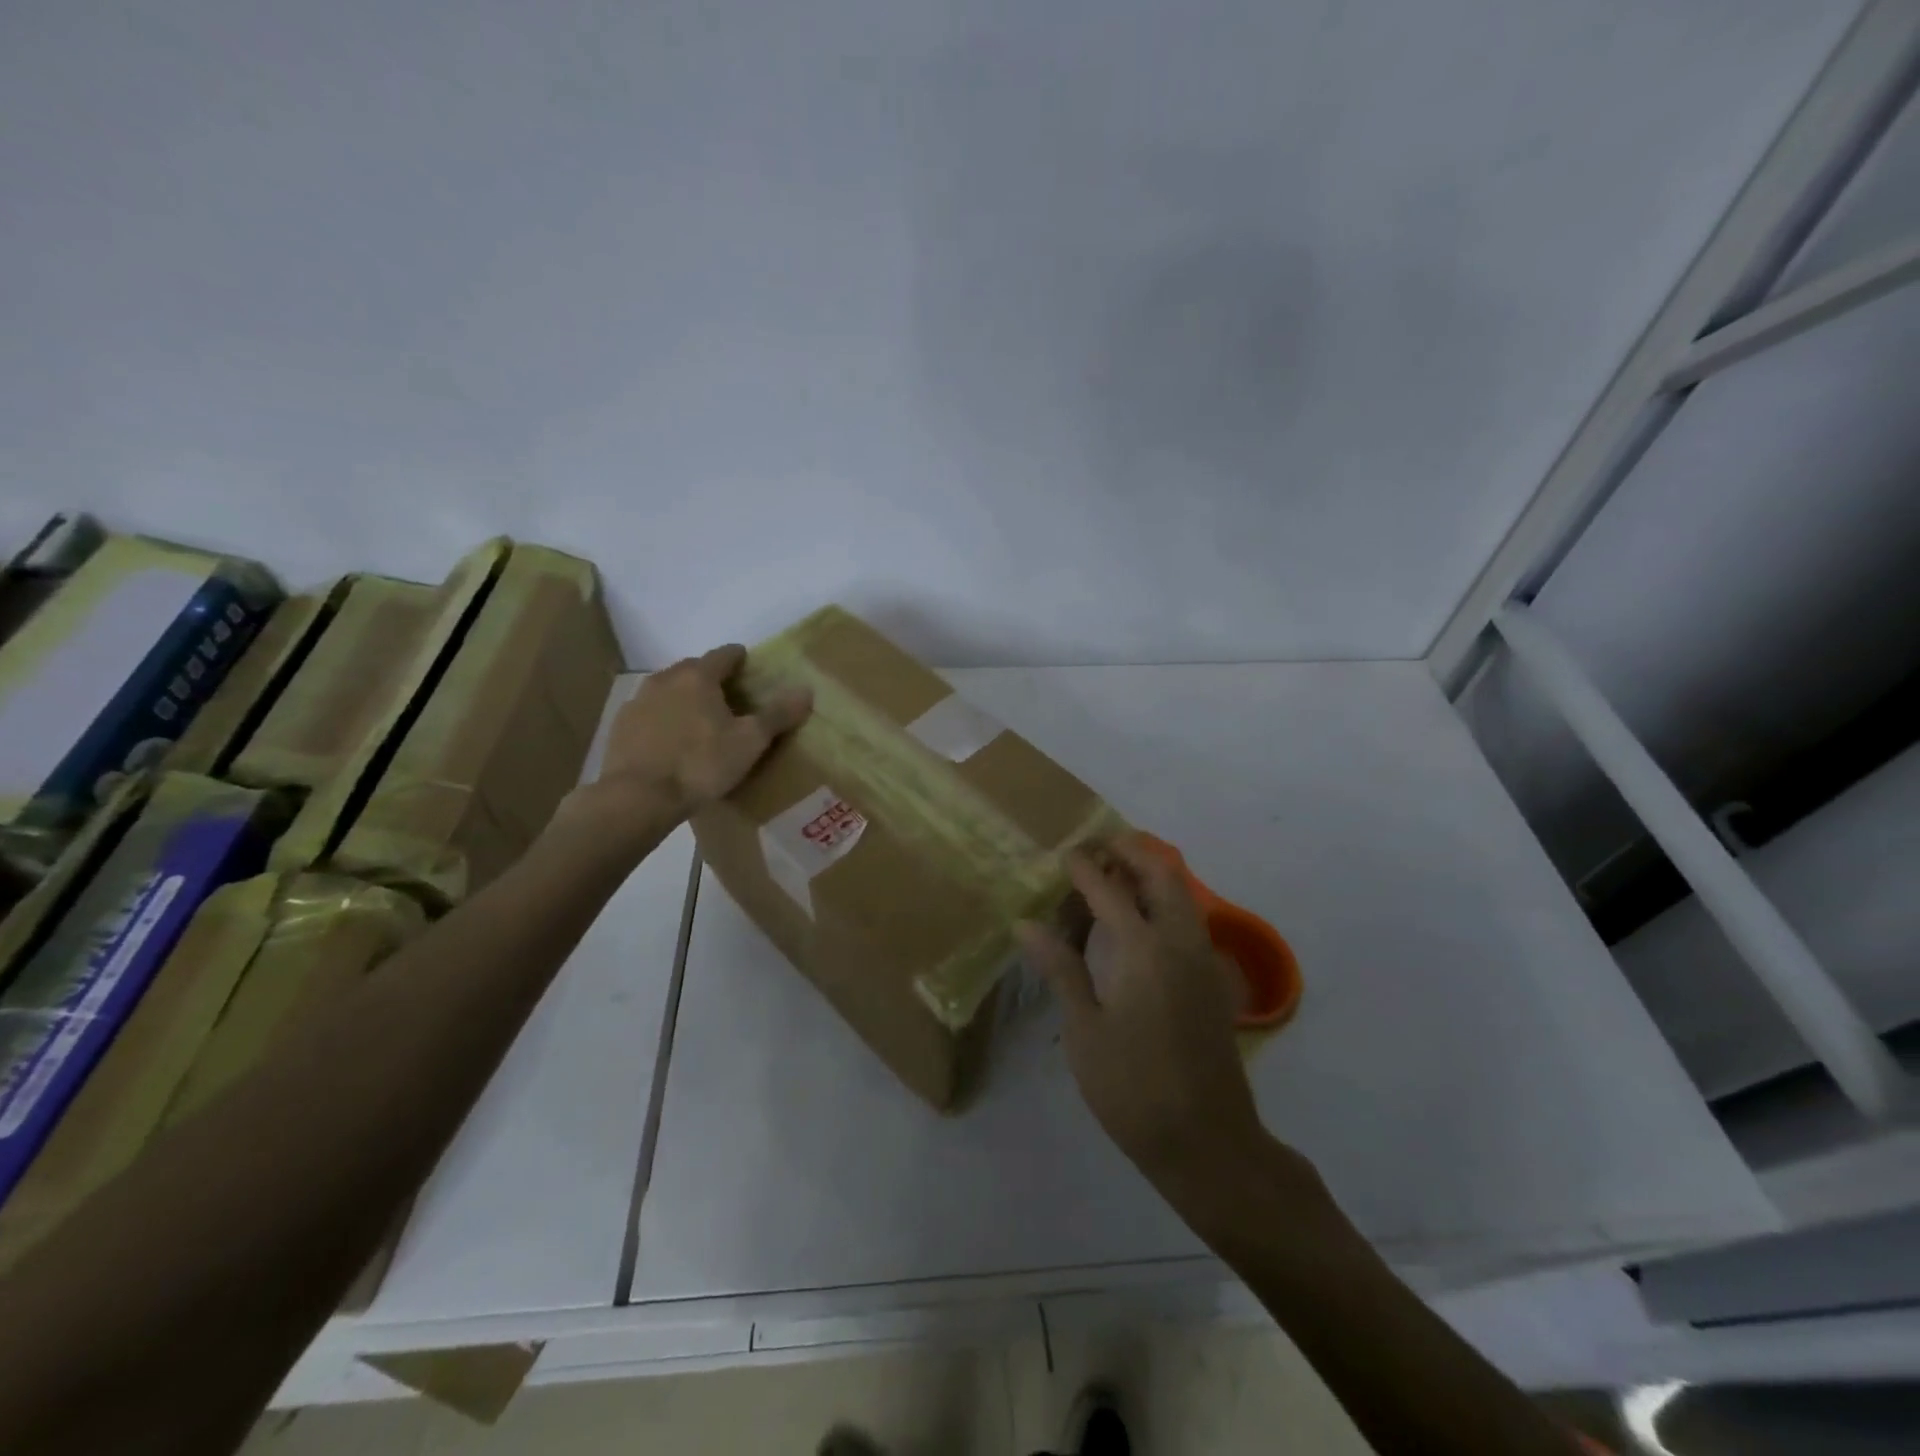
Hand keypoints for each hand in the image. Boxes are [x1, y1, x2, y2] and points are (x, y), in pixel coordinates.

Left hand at [565, 645, 810, 845]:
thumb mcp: (749, 742)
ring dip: (684, 697)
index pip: (724, 654)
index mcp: (699, 677)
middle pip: (693, 669)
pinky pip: (649, 712)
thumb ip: (778, 714)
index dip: (739, 658)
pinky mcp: (621, 726)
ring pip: (668, 689)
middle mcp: (665, 679)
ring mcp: (638, 701)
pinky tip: (671, 740)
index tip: (749, 665)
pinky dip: (663, 718)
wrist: (638, 797)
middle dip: (711, 677)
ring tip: (700, 718)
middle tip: (729, 696)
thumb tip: (806, 689)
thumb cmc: (701, 764)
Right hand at [1017, 838, 1264, 1189]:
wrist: (1208, 1142)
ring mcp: (1204, 959)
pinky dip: (1164, 901)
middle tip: (1096, 849)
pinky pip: (1189, 918)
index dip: (1083, 866)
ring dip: (1150, 874)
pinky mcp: (1214, 980)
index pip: (1108, 889)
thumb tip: (1027, 924)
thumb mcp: (1085, 1030)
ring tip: (1113, 878)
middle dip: (1130, 851)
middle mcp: (1180, 941)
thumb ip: (1061, 969)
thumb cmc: (1133, 1088)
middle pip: (1161, 873)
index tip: (1063, 854)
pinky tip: (1138, 924)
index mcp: (1143, 950)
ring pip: (1182, 893)